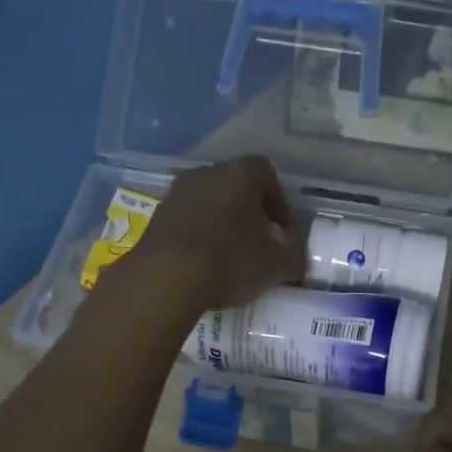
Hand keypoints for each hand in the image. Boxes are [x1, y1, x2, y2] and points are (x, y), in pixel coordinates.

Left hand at [127, 156, 307, 313]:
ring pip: (208, 202)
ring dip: (222, 223)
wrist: (165, 279)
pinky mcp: (155, 218)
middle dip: (250, 211)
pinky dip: (199, 236)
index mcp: (239, 174)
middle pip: (235, 185)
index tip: (283, 230)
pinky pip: (187, 221)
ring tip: (231, 255)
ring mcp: (176, 194)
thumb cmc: (230, 261)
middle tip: (259, 241)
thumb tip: (297, 256)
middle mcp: (205, 173)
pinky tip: (204, 263)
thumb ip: (294, 256)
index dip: (279, 200)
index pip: (266, 172)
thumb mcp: (276, 265)